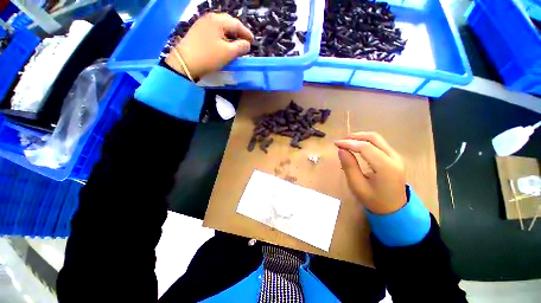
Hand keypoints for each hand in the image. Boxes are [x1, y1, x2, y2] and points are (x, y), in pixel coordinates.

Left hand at [165, 13, 253, 79]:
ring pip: (221, 26)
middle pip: (228, 22)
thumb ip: (240, 47)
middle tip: (245, 40)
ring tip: (236, 42)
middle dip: (238, 32)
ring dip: (230, 34)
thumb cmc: (209, 57)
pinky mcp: (197, 31)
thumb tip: (247, 44)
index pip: (237, 24)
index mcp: (218, 20)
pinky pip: (214, 30)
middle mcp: (210, 18)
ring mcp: (202, 23)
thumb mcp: (228, 53)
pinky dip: (222, 36)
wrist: (185, 62)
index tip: (253, 41)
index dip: (246, 33)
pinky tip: (224, 43)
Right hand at [335, 132, 406, 214]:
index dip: (349, 143)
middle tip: (341, 140)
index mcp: (386, 167)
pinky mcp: (394, 157)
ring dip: (360, 137)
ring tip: (346, 141)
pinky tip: (357, 145)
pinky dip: (366, 141)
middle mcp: (394, 158)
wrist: (395, 209)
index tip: (336, 144)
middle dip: (355, 136)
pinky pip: (379, 144)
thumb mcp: (357, 186)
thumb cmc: (374, 200)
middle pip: (374, 138)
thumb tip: (341, 150)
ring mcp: (396, 157)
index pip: (365, 147)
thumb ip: (349, 166)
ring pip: (377, 139)